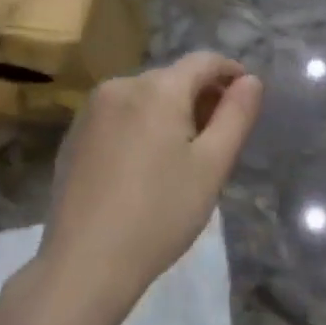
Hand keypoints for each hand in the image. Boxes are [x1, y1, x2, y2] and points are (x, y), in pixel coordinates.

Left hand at [37, 52, 263, 308]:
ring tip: (184, 155)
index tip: (247, 98)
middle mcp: (120, 86)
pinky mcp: (74, 137)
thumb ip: (236, 115)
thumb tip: (251, 80)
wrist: (86, 263)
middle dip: (201, 97)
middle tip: (220, 137)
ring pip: (145, 97)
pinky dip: (142, 126)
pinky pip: (120, 116)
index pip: (204, 61)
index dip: (231, 72)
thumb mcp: (212, 166)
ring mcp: (91, 111)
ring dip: (171, 112)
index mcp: (157, 89)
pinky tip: (146, 166)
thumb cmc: (161, 213)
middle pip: (172, 78)